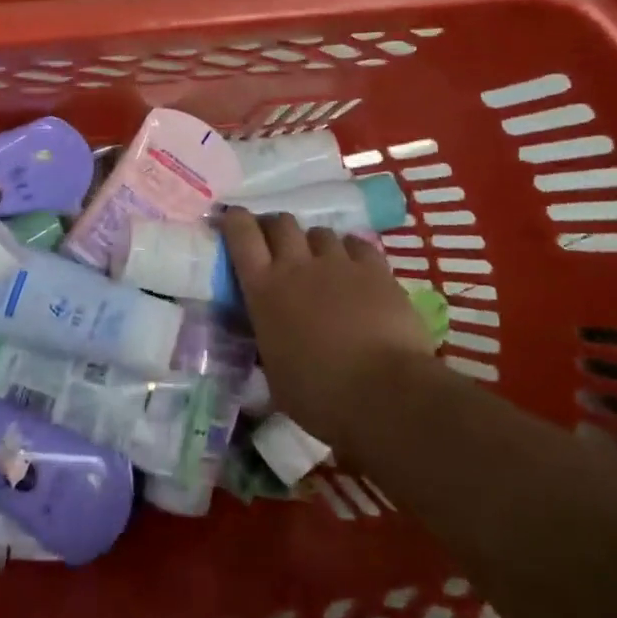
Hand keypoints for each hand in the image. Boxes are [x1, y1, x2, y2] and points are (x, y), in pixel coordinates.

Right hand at [222, 209, 439, 457]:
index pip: (241, 234)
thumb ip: (268, 342)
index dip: (234, 220)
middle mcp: (297, 265)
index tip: (232, 221)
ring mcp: (338, 263)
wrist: (384, 394)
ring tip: (320, 263)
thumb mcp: (274, 373)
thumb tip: (269, 337)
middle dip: (275, 228)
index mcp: (263, 290)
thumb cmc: (319, 396)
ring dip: (314, 243)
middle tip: (277, 247)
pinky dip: (350, 251)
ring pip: (319, 232)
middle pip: (280, 223)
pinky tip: (355, 269)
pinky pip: (357, 244)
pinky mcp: (375, 270)